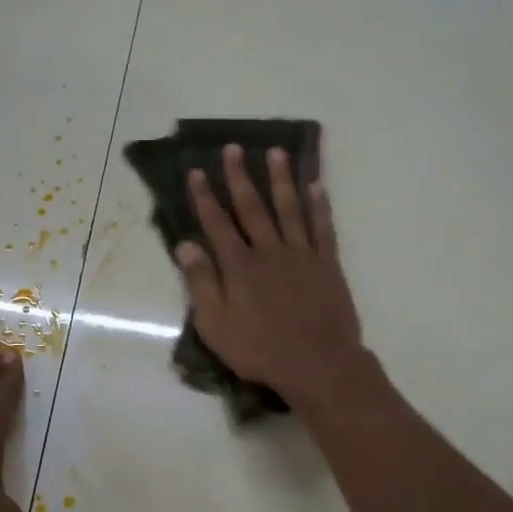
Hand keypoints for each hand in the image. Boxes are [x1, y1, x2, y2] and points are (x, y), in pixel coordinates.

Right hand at [175, 144, 367, 411]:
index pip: (217, 223)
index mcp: (239, 266)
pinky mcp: (327, 264)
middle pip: (252, 207)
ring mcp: (301, 255)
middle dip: (240, 177)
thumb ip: (201, 282)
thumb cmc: (259, 350)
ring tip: (276, 152)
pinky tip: (316, 185)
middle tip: (234, 148)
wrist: (317, 363)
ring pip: (289, 208)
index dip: (205, 196)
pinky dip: (319, 204)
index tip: (197, 170)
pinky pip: (322, 227)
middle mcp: (269, 251)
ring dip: (281, 179)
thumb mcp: (215, 324)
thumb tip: (185, 245)